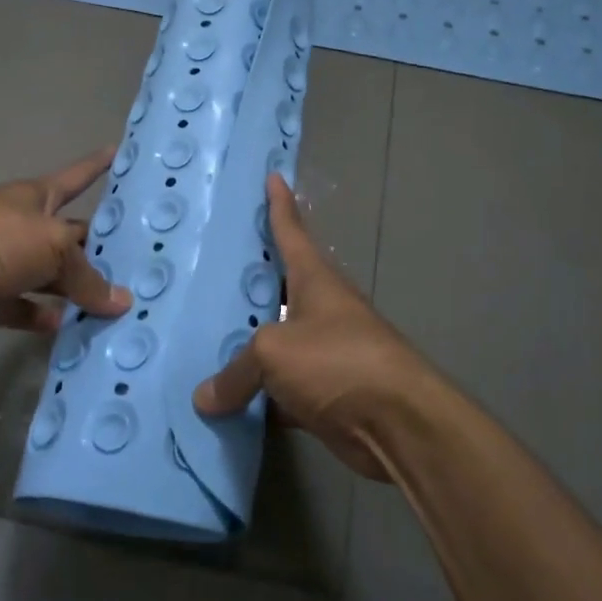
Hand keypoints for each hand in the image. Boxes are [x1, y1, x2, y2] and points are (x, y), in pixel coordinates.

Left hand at [0, 149, 131, 339]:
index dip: (97, 165)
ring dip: (77, 291)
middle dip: (99, 247)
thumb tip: (121, 302)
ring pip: (52, 278)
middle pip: (71, 237)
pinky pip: (28, 311)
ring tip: (117, 305)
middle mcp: (25, 228)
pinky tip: (72, 328)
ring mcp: (8, 265)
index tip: (119, 152)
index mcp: (38, 199)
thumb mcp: (55, 248)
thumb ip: (89, 277)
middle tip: (140, 261)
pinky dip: (47, 319)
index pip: (76, 177)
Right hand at [193, 174, 435, 479]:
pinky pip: (282, 388)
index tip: (274, 177)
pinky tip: (227, 399)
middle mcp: (322, 309)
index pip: (292, 231)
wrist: (397, 423)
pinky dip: (259, 394)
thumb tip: (204, 399)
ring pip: (278, 340)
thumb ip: (236, 371)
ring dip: (250, 343)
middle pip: (280, 286)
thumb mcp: (274, 352)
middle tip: (212, 267)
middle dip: (252, 279)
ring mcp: (326, 352)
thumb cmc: (337, 361)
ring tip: (206, 335)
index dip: (280, 205)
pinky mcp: (325, 393)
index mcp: (315, 280)